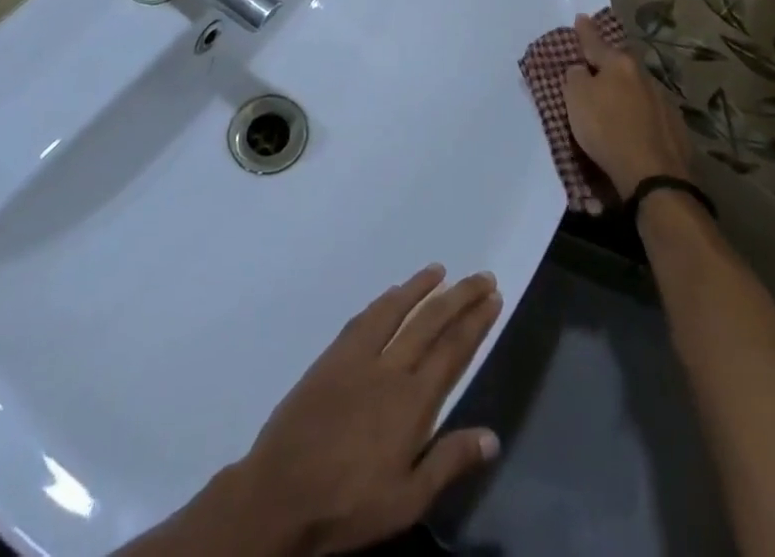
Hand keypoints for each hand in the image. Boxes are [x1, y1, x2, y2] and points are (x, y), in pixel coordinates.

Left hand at [232, 266, 503, 554]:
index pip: (453, 351)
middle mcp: (390, 368)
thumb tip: (492, 436)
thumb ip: (449, 462)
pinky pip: (365, 318)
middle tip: (482, 276)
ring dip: (421, 287)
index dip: (475, 322)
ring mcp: (359, 357)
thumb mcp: (406, 501)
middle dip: (460, 297)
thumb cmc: (349, 504)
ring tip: (440, 270)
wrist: (281, 493)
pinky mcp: (333, 356)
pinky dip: (385, 301)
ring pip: (397, 310)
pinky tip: (393, 294)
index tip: (493, 298)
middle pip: (432, 322)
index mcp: (413, 401)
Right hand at [564, 13, 694, 195]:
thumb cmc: (607, 130)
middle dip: (609, 62)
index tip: (581, 18)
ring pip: (638, 87)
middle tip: (596, 63)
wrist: (654, 176)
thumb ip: (575, 77)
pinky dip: (639, 113)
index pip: (596, 42)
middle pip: (621, 63)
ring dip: (625, 89)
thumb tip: (581, 69)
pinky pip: (650, 111)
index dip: (585, 31)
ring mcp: (663, 101)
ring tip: (614, 98)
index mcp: (619, 64)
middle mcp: (643, 76)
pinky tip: (634, 124)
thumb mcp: (576, 99)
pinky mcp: (675, 127)